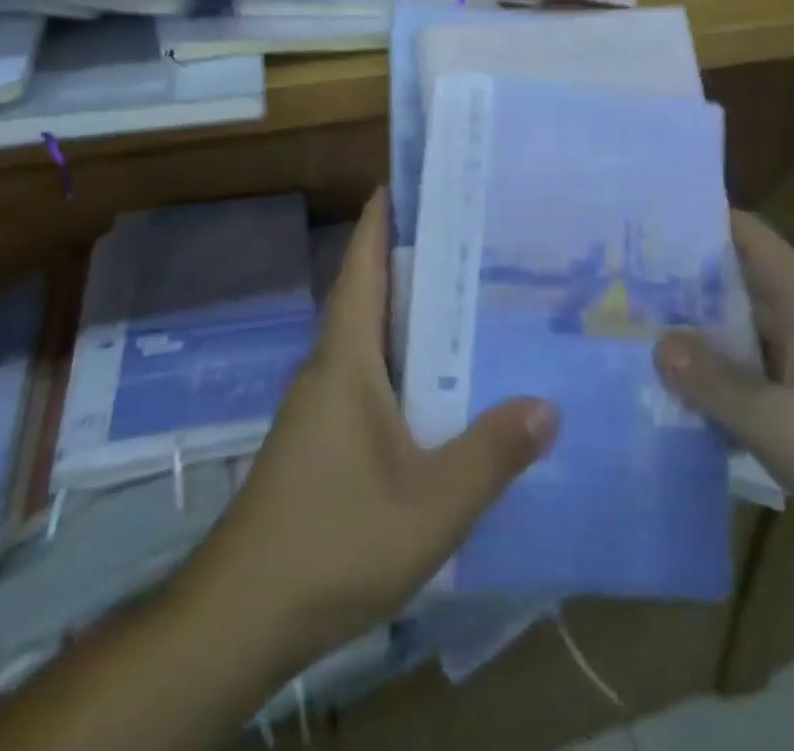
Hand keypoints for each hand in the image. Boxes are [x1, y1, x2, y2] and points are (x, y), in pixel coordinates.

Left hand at [178, 188, 558, 674]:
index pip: (363, 266)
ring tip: (467, 295)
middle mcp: (330, 367)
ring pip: (370, 336)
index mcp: (346, 357)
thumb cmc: (334, 537)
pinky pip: (370, 374)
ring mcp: (322, 405)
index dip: (381, 219)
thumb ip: (492, 454)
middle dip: (410, 256)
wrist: (244, 614)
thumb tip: (548, 403)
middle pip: (369, 292)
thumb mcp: (431, 503)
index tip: (410, 179)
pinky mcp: (323, 438)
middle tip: (469, 234)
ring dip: (408, 309)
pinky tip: (440, 381)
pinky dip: (403, 357)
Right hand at [654, 212, 793, 608]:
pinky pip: (747, 382)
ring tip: (627, 331)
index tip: (645, 218)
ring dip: (692, 337)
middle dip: (680, 281)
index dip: (702, 219)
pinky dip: (712, 383)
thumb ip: (717, 383)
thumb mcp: (783, 425)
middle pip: (734, 286)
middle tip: (615, 279)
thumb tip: (657, 342)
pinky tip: (667, 395)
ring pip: (737, 337)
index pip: (750, 238)